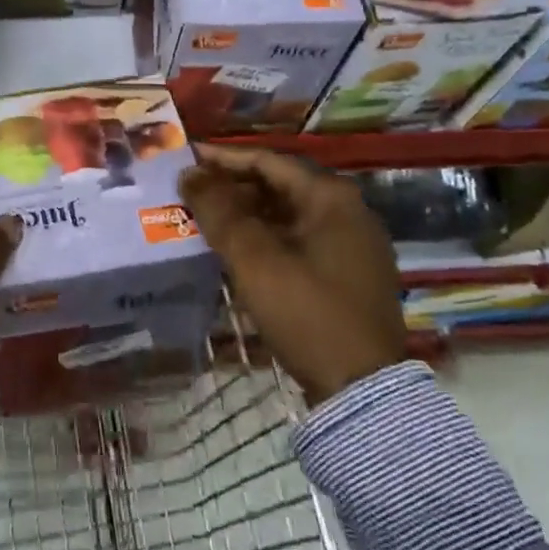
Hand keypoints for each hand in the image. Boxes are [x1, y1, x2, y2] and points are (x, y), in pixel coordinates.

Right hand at [179, 146, 406, 404]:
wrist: (363, 390)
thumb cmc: (307, 312)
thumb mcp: (254, 259)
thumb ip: (219, 211)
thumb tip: (189, 174)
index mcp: (331, 197)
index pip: (267, 161)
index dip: (222, 159)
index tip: (185, 159)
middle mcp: (348, 211)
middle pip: (278, 186)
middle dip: (232, 187)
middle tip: (190, 193)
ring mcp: (351, 245)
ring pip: (287, 215)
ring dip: (246, 214)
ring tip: (204, 220)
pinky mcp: (347, 274)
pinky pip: (298, 240)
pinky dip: (265, 238)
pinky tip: (236, 250)